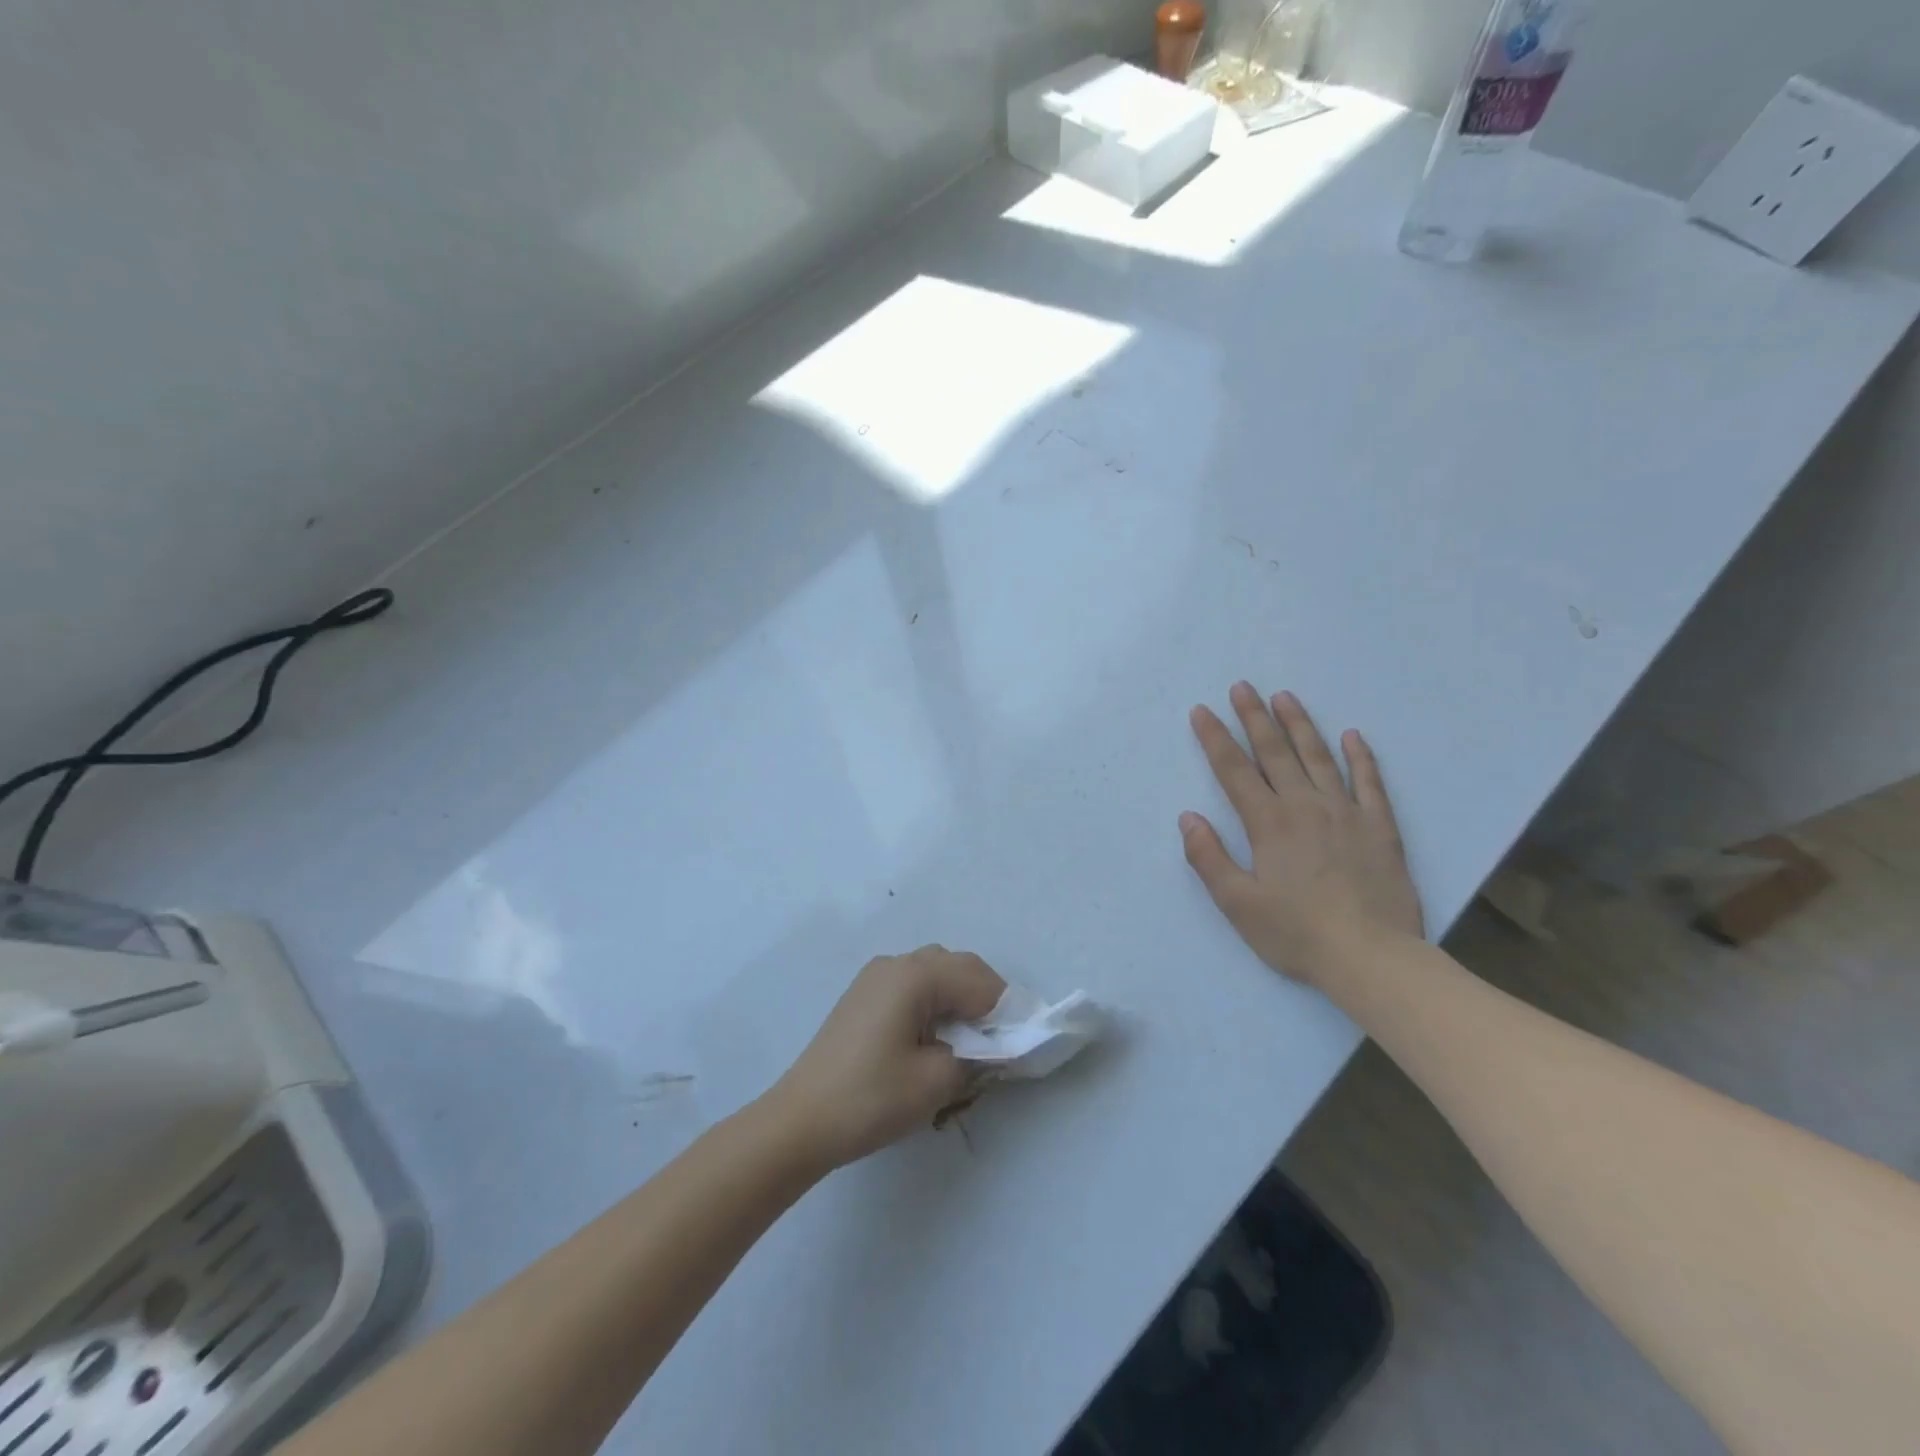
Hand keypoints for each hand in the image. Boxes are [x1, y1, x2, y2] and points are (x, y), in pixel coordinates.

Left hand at [769, 947, 1004, 1170]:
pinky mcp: (863, 995)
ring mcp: (875, 977)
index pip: (980, 980)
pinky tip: (933, 1039)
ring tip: (968, 1043)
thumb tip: (993, 1048)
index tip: (1020, 1045)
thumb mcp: (937, 1082)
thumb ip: (977, 1057)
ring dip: (959, 999)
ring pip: (936, 973)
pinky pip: (912, 986)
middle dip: (985, 1000)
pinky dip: (934, 1003)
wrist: (800, 1121)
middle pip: (958, 967)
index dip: (1006, 1012)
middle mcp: (897, 963)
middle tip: (998, 1044)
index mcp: (916, 975)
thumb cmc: (871, 1098)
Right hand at [1180, 683, 1422, 989]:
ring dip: (1299, 725)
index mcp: (1268, 823)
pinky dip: (1361, 757)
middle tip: (1242, 686)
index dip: (1215, 738)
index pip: (1234, 771)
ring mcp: (1346, 813)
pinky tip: (1352, 736)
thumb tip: (1188, 817)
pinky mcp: (1380, 828)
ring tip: (1284, 696)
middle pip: (1274, 752)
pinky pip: (1370, 782)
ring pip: (1319, 757)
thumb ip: (1209, 857)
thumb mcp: (1237, 904)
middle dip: (1254, 717)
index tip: (1201, 711)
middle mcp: (1305, 806)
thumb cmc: (1296, 933)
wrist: (1372, 957)